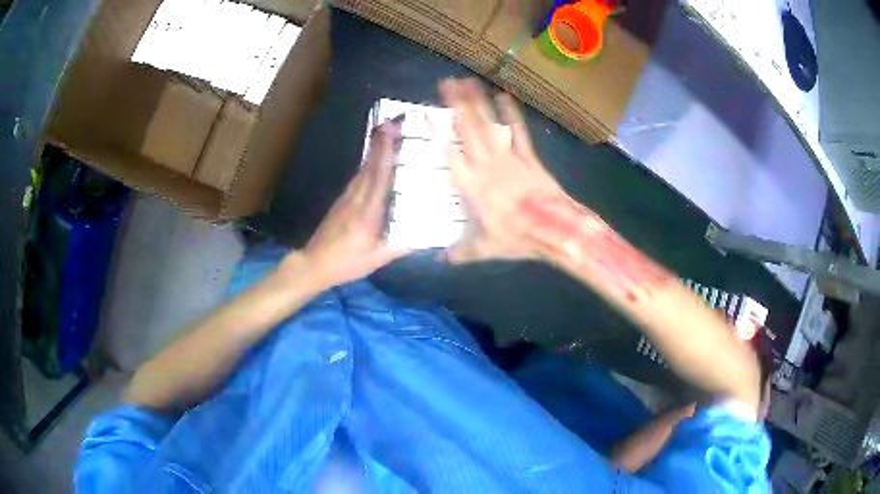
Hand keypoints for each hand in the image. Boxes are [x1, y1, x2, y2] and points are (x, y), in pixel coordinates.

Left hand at [282, 119, 408, 289]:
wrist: (313, 264)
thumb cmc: (346, 263)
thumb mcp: (377, 259)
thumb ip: (402, 246)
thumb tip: (428, 234)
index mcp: (367, 212)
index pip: (378, 177)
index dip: (385, 152)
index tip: (393, 131)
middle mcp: (357, 198)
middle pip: (371, 165)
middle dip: (382, 142)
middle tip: (395, 121)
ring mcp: (347, 197)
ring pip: (364, 168)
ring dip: (376, 148)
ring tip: (389, 132)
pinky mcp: (343, 199)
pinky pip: (359, 175)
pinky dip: (370, 162)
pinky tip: (376, 157)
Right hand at [439, 78, 568, 263]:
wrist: (554, 231)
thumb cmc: (517, 239)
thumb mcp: (485, 249)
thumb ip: (460, 252)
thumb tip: (440, 261)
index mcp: (472, 186)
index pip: (449, 154)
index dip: (437, 132)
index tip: (426, 113)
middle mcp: (487, 166)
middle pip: (469, 130)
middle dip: (457, 105)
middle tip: (446, 83)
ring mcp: (509, 159)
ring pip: (490, 126)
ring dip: (478, 103)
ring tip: (468, 81)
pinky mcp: (528, 158)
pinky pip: (518, 133)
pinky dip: (512, 115)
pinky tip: (505, 97)